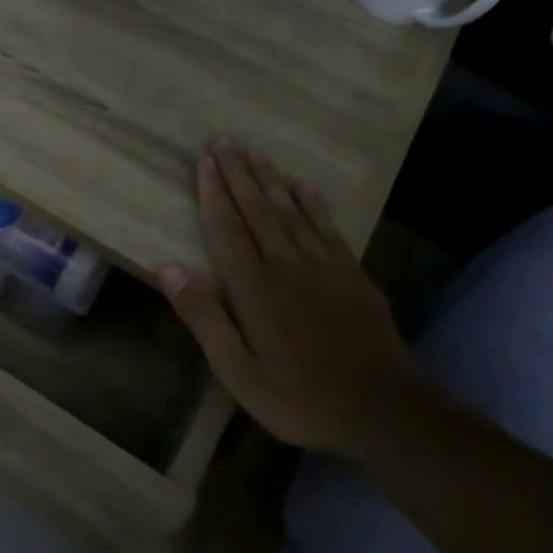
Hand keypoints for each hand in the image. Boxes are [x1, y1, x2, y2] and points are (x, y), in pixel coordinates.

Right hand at [160, 142, 427, 455]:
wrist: (384, 411)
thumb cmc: (298, 397)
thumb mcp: (237, 370)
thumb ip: (204, 317)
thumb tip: (169, 268)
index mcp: (255, 289)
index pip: (228, 230)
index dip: (214, 194)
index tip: (205, 161)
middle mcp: (288, 266)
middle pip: (259, 210)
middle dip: (239, 175)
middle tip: (225, 141)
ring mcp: (325, 268)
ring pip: (292, 212)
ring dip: (271, 180)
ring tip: (255, 153)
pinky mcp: (353, 276)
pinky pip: (328, 228)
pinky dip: (313, 203)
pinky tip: (303, 186)